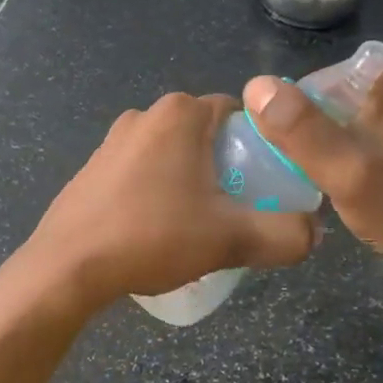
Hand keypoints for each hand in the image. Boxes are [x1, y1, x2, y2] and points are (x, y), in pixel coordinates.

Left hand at [23, 92, 316, 307]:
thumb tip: (314, 234)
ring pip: (173, 155)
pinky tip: (157, 232)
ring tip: (198, 228)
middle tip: (237, 212)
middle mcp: (144, 115)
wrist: (68, 267)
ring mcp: (112, 141)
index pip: (241, 115)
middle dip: (227, 169)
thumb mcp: (231, 239)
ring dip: (192, 183)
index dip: (262, 149)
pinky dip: (158, 192)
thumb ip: (285, 234)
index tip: (266, 188)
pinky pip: (142, 172)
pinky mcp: (92, 169)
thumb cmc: (152, 237)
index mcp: (180, 114)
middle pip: (207, 136)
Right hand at [242, 49, 382, 300]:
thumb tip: (254, 86)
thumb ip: (300, 128)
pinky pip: (353, 124)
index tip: (297, 158)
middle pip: (324, 94)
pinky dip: (339, 146)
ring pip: (335, 111)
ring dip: (320, 141)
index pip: (313, 80)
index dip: (294, 119)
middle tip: (310, 171)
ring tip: (322, 175)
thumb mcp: (345, 169)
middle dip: (307, 130)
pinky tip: (338, 174)